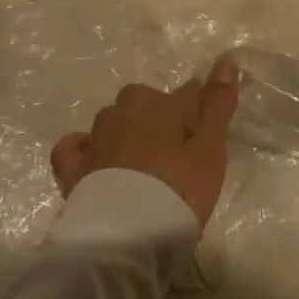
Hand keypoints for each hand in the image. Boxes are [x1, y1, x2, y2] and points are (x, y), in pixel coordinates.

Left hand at [50, 58, 238, 226]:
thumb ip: (218, 104)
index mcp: (162, 105)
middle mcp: (127, 111)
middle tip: (171, 151)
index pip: (187, 93)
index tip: (203, 132)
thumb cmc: (179, 191)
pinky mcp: (73, 167)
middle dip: (156, 116)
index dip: (196, 110)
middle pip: (144, 102)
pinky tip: (94, 161)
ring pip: (112, 120)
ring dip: (124, 131)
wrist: (127, 238)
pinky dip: (83, 148)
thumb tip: (226, 61)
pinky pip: (74, 145)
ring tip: (138, 163)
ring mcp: (96, 138)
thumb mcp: (210, 149)